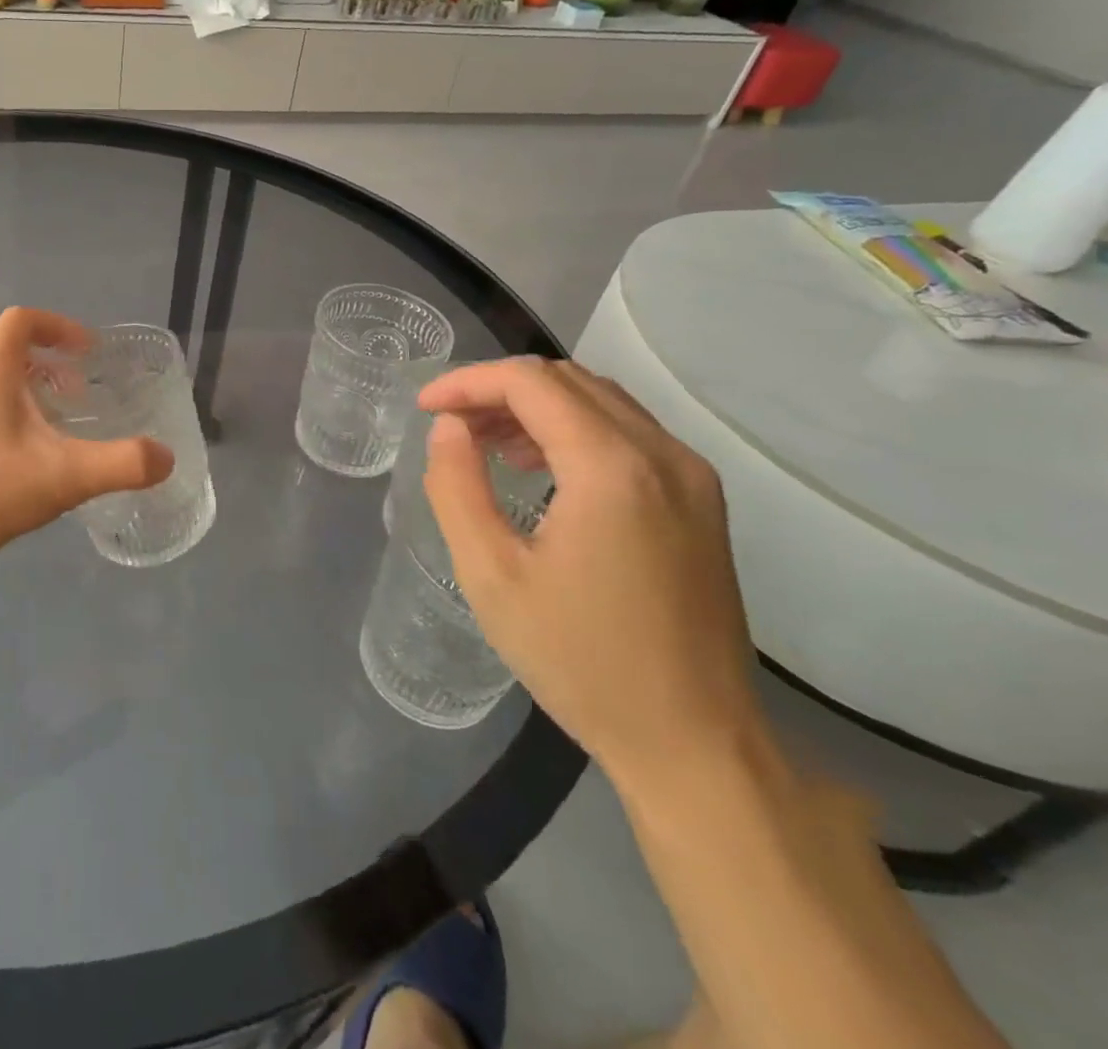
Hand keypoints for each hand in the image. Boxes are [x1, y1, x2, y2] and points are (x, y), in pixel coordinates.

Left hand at [0, 307, 172, 594]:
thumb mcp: (62, 476)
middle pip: (7, 355)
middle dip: (49, 368)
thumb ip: (120, 464)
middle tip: (78, 397)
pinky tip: (21, 470)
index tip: (89, 353)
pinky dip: (5, 427)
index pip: (24, 321)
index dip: (60, 327)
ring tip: (55, 434)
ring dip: (26, 399)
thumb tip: (166, 458)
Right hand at [418, 358, 764, 789]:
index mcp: (612, 469)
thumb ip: (456, 486)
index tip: (424, 409)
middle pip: (567, 381)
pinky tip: (540, 469)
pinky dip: (572, 429)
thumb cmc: (580, 661)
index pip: (530, 383)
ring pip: (600, 401)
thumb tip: (449, 428)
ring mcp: (691, 476)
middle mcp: (663, 455)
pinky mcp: (700, 500)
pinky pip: (627, 433)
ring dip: (535, 407)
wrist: (694, 742)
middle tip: (450, 426)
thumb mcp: (490, 574)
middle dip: (497, 390)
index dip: (467, 383)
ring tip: (486, 444)